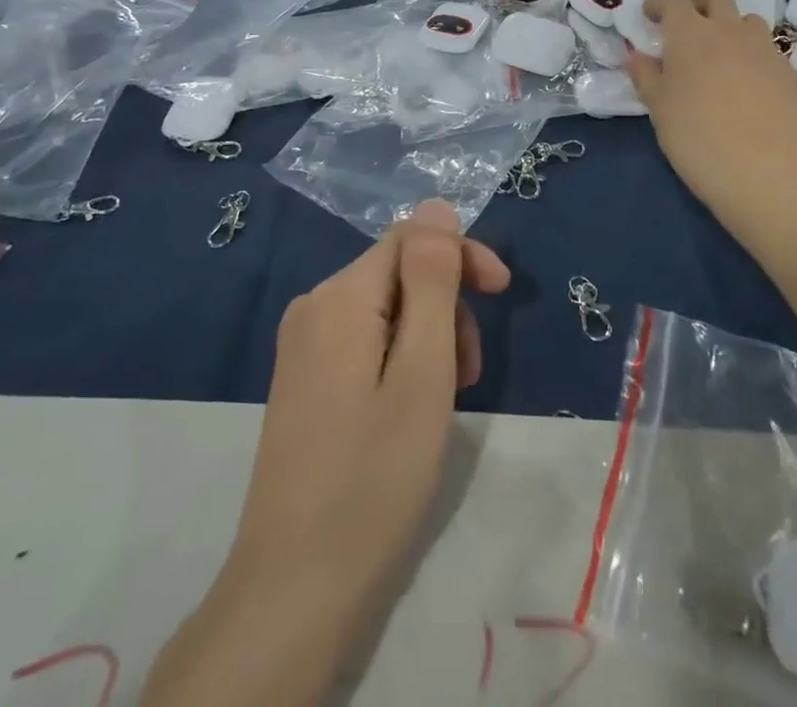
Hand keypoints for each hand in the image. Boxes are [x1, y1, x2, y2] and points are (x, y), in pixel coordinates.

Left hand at [145, 203, 508, 706]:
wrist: (293, 590)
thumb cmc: (374, 478)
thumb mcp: (422, 371)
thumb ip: (432, 280)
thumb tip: (437, 206)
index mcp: (339, 296)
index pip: (412, 238)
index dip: (461, 256)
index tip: (503, 295)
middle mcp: (313, 307)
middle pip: (399, 273)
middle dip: (447, 306)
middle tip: (471, 372)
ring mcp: (302, 345)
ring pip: (386, 309)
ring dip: (429, 337)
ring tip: (446, 398)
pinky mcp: (304, 379)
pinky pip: (365, 340)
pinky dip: (401, 359)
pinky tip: (411, 407)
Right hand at [626, 0, 796, 221]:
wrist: (762, 172)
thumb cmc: (695, 136)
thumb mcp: (658, 107)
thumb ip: (645, 75)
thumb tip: (637, 55)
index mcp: (690, 34)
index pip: (673, 1)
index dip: (659, 3)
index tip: (650, 14)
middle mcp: (730, 30)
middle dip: (700, 5)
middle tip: (689, 29)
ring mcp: (765, 49)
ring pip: (747, 21)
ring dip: (731, 29)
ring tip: (723, 56)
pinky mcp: (790, 72)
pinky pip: (769, 52)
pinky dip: (754, 58)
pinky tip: (749, 86)